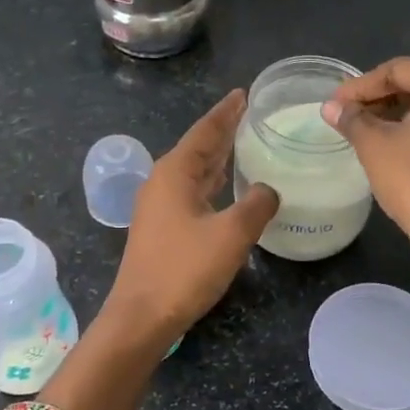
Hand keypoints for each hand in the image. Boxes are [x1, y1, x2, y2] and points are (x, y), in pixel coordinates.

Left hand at [104, 90, 279, 340]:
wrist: (141, 316)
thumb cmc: (184, 269)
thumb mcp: (231, 235)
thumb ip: (256, 205)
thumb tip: (268, 189)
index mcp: (175, 173)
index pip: (205, 131)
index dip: (226, 112)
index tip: (244, 93)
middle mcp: (162, 182)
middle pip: (197, 147)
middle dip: (222, 130)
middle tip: (249, 113)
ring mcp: (158, 206)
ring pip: (193, 170)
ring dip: (217, 156)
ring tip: (242, 141)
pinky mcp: (161, 228)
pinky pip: (191, 191)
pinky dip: (211, 181)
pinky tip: (226, 187)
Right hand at [322, 58, 409, 285]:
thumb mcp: (376, 146)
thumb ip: (353, 119)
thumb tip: (331, 107)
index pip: (397, 70)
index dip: (360, 86)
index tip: (333, 105)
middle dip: (378, 98)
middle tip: (345, 116)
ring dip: (396, 113)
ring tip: (362, 130)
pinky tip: (391, 144)